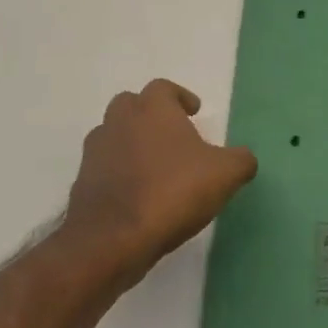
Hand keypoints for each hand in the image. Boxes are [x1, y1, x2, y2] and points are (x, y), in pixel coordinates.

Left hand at [65, 79, 257, 283]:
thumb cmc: (171, 192)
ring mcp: (96, 151)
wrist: (112, 239)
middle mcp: (119, 120)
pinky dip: (118, 174)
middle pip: (133, 105)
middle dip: (151, 115)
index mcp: (152, 108)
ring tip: (155, 167)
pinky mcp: (82, 182)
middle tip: (172, 136)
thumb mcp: (224, 175)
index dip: (180, 97)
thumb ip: (240, 160)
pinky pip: (104, 168)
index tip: (194, 112)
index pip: (164, 88)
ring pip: (115, 135)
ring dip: (132, 144)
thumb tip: (244, 158)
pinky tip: (137, 195)